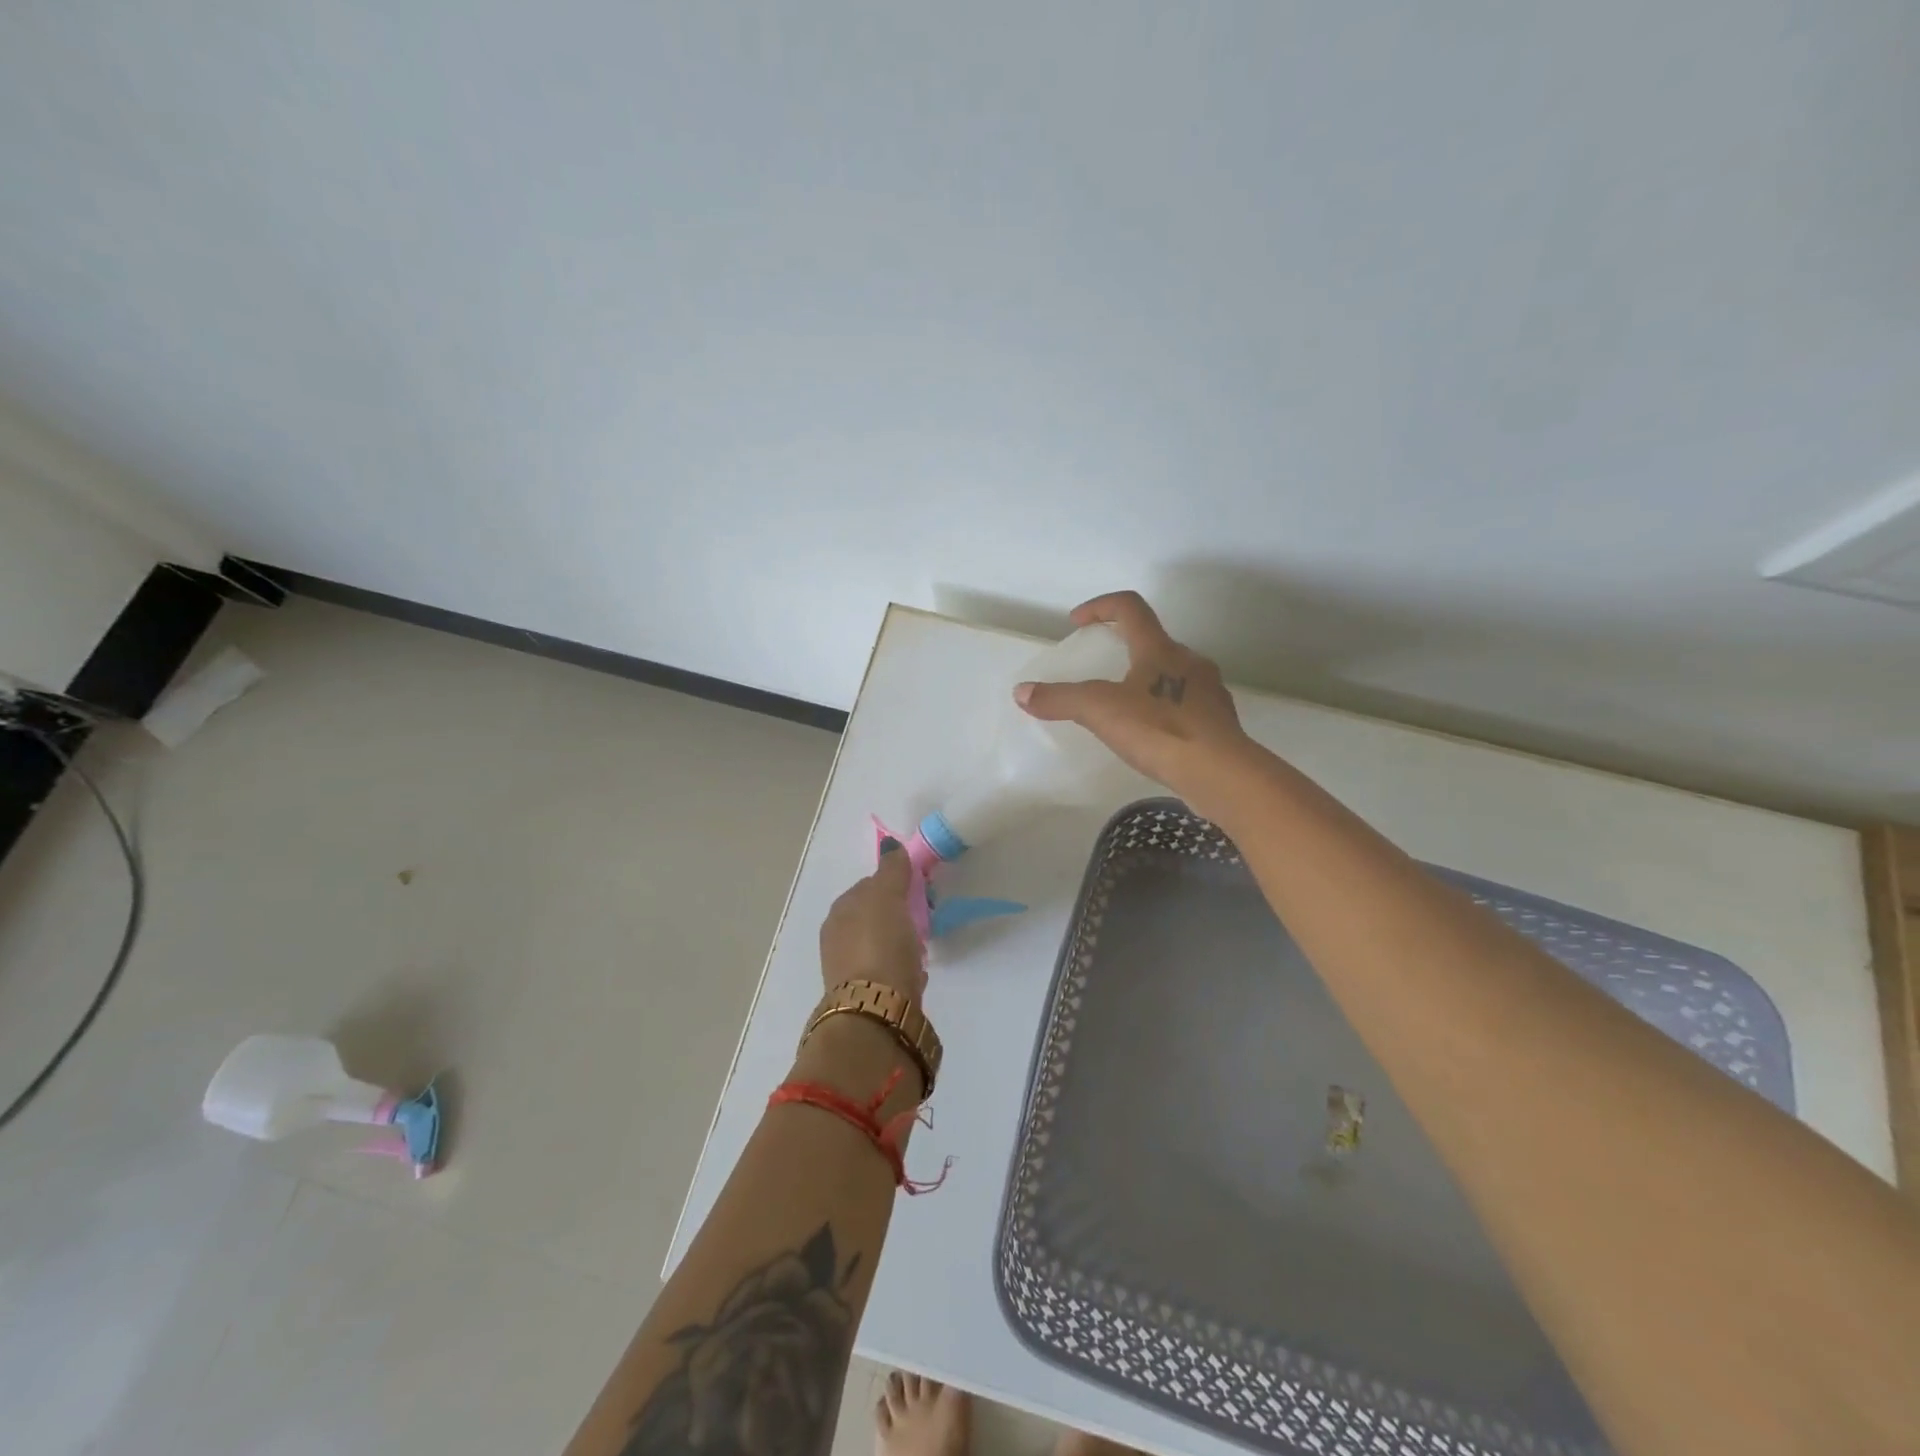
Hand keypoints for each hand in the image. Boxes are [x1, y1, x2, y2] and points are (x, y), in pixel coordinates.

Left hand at [818, 840, 925, 1000]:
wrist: (877, 1009)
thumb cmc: (880, 943)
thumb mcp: (887, 896)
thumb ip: (891, 870)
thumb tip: (890, 846)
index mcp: (840, 910)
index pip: (869, 886)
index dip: (895, 885)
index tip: (920, 891)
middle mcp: (837, 936)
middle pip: (874, 915)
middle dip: (898, 915)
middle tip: (925, 919)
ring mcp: (848, 967)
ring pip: (880, 943)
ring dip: (900, 942)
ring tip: (922, 947)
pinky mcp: (865, 994)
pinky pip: (887, 970)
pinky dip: (901, 967)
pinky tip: (915, 973)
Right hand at [1014, 591, 1262, 820]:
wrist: (1220, 773)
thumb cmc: (1159, 730)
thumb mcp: (1099, 711)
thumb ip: (1059, 699)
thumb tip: (1022, 692)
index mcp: (1160, 649)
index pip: (1130, 607)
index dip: (1100, 607)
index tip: (1077, 623)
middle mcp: (1189, 661)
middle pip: (1153, 641)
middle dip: (1124, 648)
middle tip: (1100, 669)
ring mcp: (1208, 692)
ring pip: (1172, 674)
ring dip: (1146, 680)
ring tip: (1123, 706)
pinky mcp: (1218, 723)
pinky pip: (1185, 705)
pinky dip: (1163, 710)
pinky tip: (1150, 735)